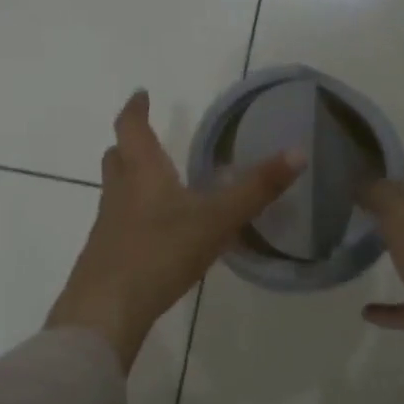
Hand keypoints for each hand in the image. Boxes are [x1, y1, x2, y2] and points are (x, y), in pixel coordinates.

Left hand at [47, 90, 302, 369]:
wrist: (106, 310)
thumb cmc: (160, 252)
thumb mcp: (217, 219)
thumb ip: (256, 189)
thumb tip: (298, 151)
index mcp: (142, 173)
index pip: (131, 127)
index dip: (136, 108)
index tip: (141, 94)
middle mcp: (119, 193)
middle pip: (116, 158)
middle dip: (129, 144)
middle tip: (146, 139)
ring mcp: (107, 226)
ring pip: (115, 191)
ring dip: (130, 180)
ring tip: (156, 184)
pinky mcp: (104, 256)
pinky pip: (118, 223)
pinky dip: (133, 216)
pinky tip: (155, 234)